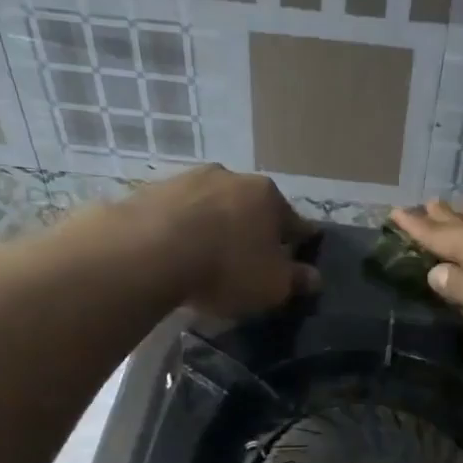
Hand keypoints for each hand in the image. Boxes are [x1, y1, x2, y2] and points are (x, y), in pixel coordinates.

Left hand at [127, 167, 319, 317]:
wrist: (148, 250)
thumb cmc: (226, 268)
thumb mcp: (272, 286)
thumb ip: (296, 280)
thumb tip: (314, 277)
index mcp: (268, 196)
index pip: (294, 221)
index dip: (300, 241)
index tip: (301, 252)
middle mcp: (232, 177)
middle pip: (251, 207)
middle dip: (254, 229)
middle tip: (250, 257)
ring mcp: (188, 179)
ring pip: (212, 205)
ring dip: (215, 224)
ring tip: (209, 254)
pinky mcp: (151, 190)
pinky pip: (177, 213)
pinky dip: (182, 228)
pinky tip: (176, 250)